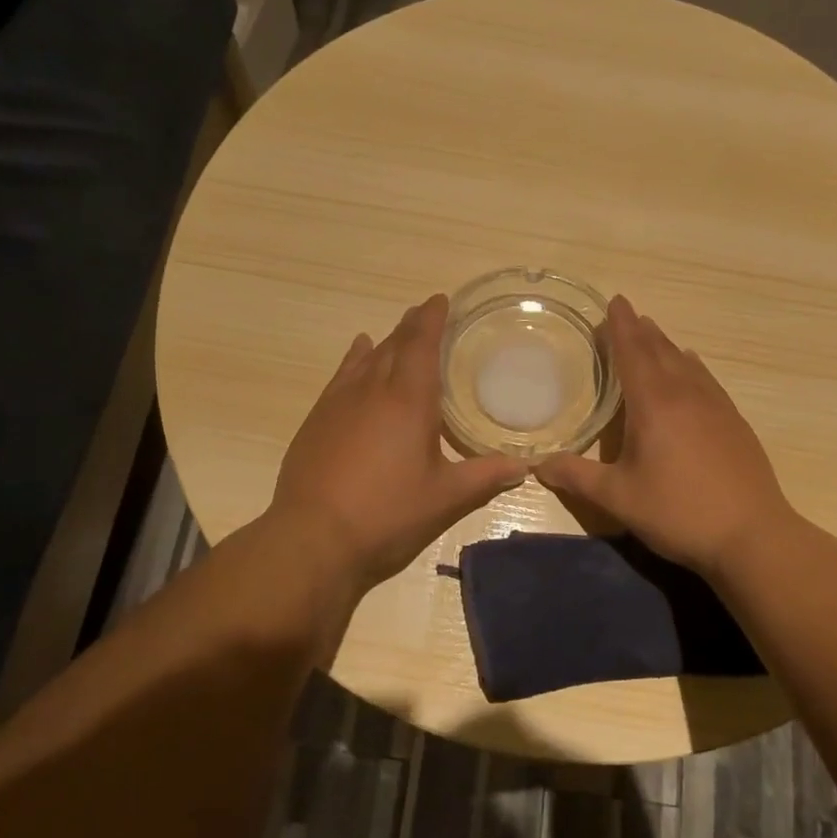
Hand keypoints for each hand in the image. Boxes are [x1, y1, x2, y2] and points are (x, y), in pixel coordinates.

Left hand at [270, 295, 527, 597]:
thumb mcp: (444, 498)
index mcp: (409, 401)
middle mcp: (372, 390)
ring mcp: (339, 402)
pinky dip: (354, 359)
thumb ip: (484, 477)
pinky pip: (341, 376)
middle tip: (426, 312)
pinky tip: (357, 354)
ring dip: (385, 341)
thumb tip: (523, 467)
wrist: (313, 537)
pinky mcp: (317, 419)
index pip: (422, 345)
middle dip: (411, 326)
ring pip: (366, 358)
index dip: (432, 319)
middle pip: (394, 345)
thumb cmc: (387, 514)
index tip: (440, 300)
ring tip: (397, 332)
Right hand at [536, 296, 793, 577]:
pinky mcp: (735, 423)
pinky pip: (706, 380)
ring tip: (653, 334)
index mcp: (654, 404)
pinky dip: (691, 366)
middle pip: (660, 351)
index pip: (633, 352)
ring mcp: (716, 407)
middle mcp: (686, 395)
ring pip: (686, 363)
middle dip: (640, 330)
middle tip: (626, 314)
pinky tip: (692, 368)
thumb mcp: (618, 498)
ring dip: (666, 345)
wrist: (752, 535)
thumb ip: (576, 477)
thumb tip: (537, 465)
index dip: (620, 326)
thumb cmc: (678, 512)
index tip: (614, 301)